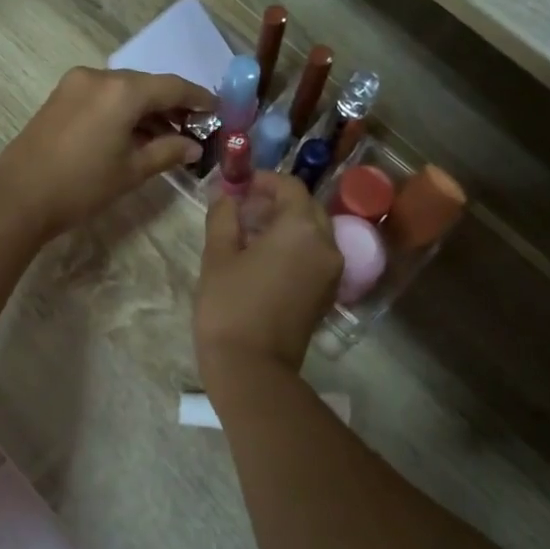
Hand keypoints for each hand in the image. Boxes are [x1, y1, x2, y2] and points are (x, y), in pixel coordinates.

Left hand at [0, 67, 213, 240]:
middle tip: (194, 130)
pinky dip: (123, 110)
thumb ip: (168, 152)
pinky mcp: (61, 96)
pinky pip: (103, 96)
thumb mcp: (132, 171)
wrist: (17, 197)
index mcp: (122, 90)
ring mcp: (76, 84)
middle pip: (148, 85)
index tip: (218, 112)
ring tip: (167, 138)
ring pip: (124, 90)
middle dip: (173, 106)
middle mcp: (99, 76)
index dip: (199, 99)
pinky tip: (134, 134)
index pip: (173, 87)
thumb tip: (194, 146)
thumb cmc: (82, 185)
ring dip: (147, 110)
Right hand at [195, 173, 342, 381]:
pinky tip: (265, 259)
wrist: (252, 368)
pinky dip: (296, 247)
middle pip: (307, 207)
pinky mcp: (328, 293)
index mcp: (301, 229)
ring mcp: (332, 271)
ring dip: (287, 224)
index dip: (264, 180)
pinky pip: (316, 256)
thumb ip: (224, 216)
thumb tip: (227, 195)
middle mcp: (327, 244)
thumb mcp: (218, 255)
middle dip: (277, 202)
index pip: (290, 186)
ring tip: (250, 235)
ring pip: (314, 232)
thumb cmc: (229, 305)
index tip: (239, 186)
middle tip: (244, 210)